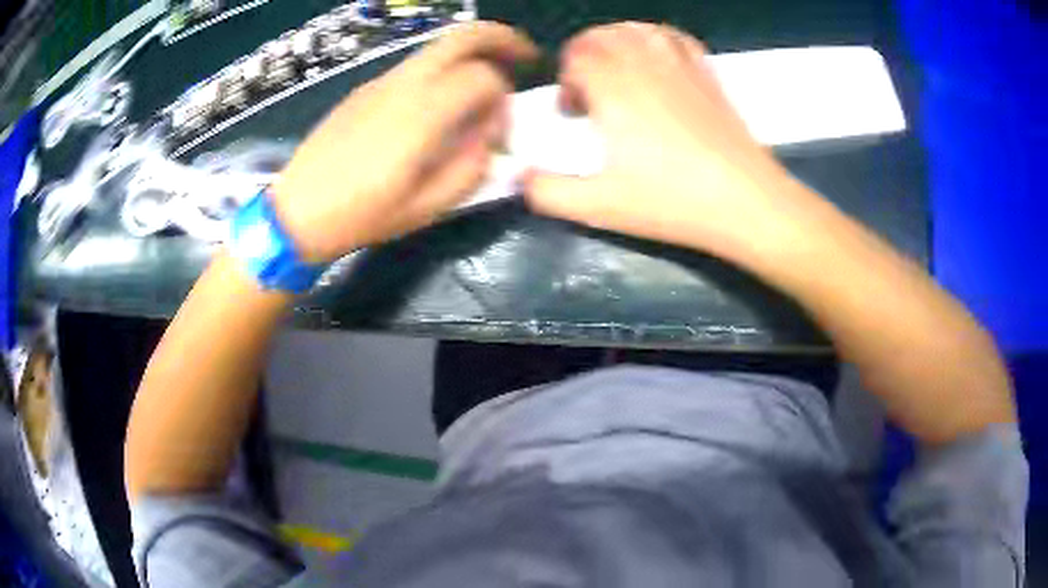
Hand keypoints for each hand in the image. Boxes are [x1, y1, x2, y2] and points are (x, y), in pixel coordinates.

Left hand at [271, 22, 537, 261]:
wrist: (296, 212)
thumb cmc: (361, 216)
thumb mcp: (426, 207)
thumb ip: (470, 166)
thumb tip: (487, 137)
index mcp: (421, 113)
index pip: (484, 78)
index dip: (502, 102)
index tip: (496, 133)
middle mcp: (403, 84)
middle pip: (462, 36)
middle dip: (502, 38)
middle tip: (525, 55)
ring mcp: (379, 82)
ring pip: (437, 47)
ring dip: (471, 53)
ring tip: (487, 78)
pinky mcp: (364, 89)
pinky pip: (413, 68)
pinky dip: (441, 71)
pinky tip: (439, 104)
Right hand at [523, 23, 819, 264]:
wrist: (745, 201)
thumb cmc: (672, 202)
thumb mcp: (600, 206)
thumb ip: (549, 193)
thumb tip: (517, 179)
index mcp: (613, 89)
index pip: (577, 57)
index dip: (566, 79)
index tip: (573, 112)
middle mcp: (643, 65)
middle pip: (603, 35)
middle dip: (585, 55)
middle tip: (588, 89)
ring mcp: (680, 66)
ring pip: (638, 29)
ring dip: (616, 41)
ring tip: (616, 68)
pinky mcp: (707, 75)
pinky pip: (675, 38)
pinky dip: (657, 38)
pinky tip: (656, 57)